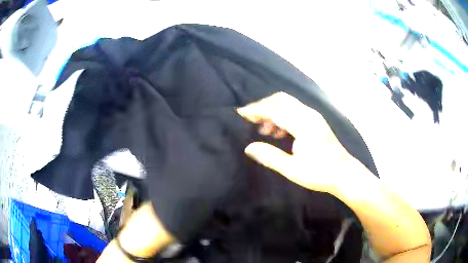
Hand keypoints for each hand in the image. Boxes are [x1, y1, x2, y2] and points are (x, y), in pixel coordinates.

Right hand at [237, 92, 365, 193]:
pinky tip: (278, 132)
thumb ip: (269, 156)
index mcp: (303, 125)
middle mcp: (308, 115)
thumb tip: (248, 147)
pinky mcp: (315, 121)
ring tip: (263, 130)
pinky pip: (294, 111)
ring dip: (273, 112)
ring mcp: (313, 116)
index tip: (240, 113)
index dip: (255, 110)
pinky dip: (282, 116)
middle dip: (263, 106)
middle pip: (281, 100)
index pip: (274, 110)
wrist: (344, 173)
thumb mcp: (292, 169)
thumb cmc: (320, 173)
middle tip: (250, 120)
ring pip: (288, 104)